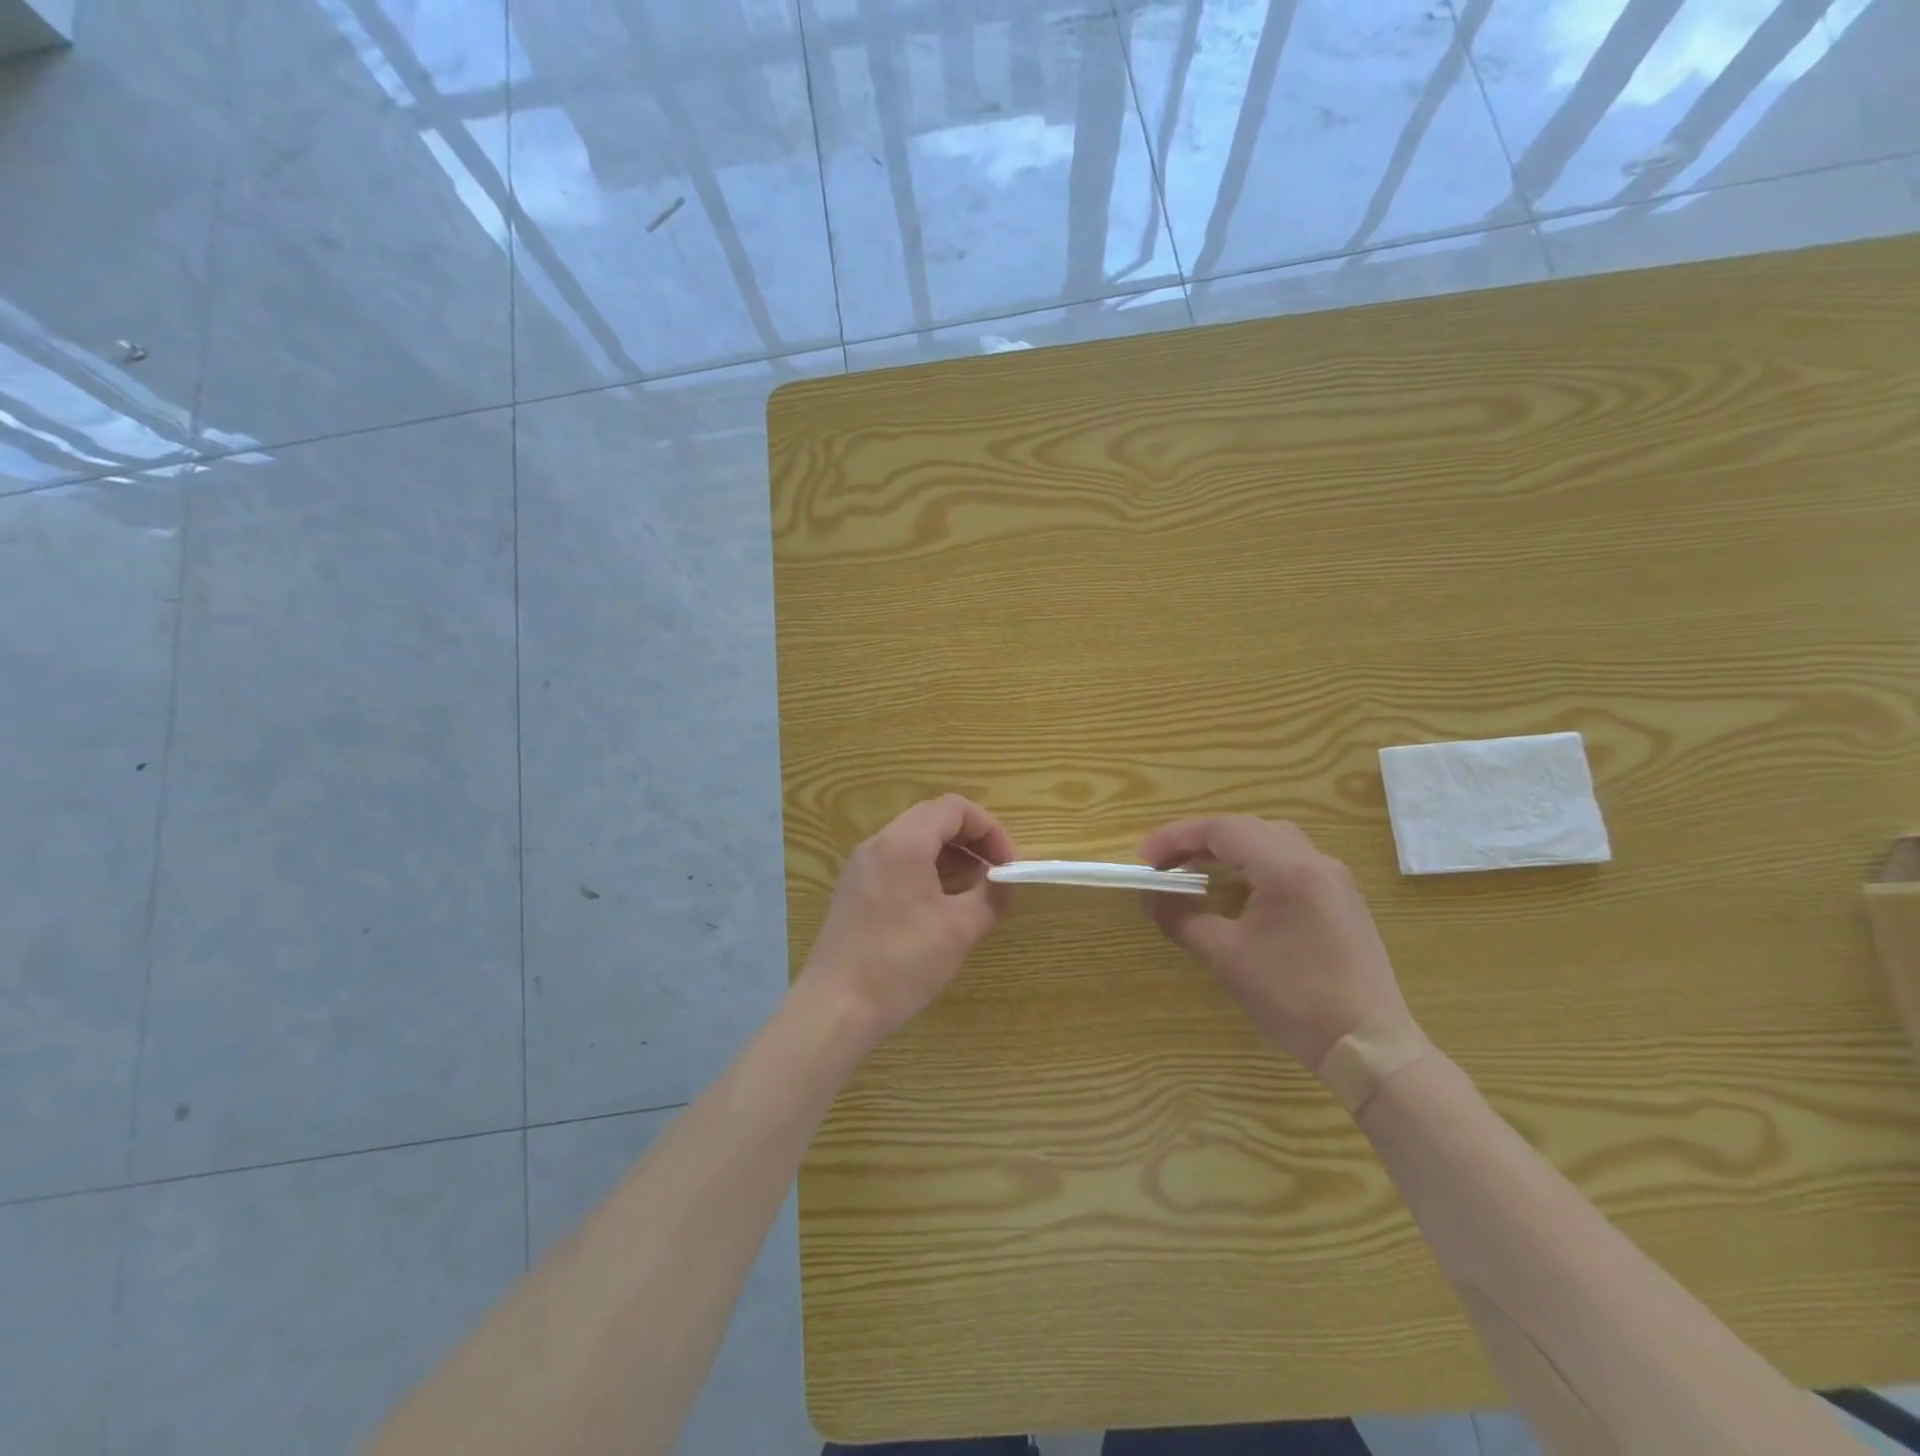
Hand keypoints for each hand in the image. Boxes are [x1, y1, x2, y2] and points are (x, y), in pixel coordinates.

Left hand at [800, 795, 1016, 1044]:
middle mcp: (878, 844)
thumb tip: (1009, 883)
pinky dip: (926, 868)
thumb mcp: (959, 930)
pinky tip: (941, 902)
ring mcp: (861, 866)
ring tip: (975, 888)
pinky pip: (897, 861)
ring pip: (914, 839)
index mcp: (903, 843)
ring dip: (950, 854)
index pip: (954, 808)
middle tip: (996, 873)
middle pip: (933, 818)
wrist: (835, 1007)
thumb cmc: (901, 963)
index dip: (990, 829)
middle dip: (972, 839)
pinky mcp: (854, 889)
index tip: (1008, 865)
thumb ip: (991, 897)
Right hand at [1140, 816, 1413, 1066]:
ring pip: (1270, 840)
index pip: (1222, 829)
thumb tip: (1149, 898)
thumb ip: (1181, 919)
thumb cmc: (1294, 998)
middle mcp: (1314, 860)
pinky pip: (1290, 861)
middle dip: (1198, 840)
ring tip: (1196, 871)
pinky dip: (1254, 864)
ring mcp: (1333, 878)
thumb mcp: (1226, 957)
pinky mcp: (1341, 899)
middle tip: (1164, 864)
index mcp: (1287, 868)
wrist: (1370, 1047)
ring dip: (1228, 849)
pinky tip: (1238, 890)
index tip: (1144, 860)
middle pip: (1246, 828)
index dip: (1176, 837)